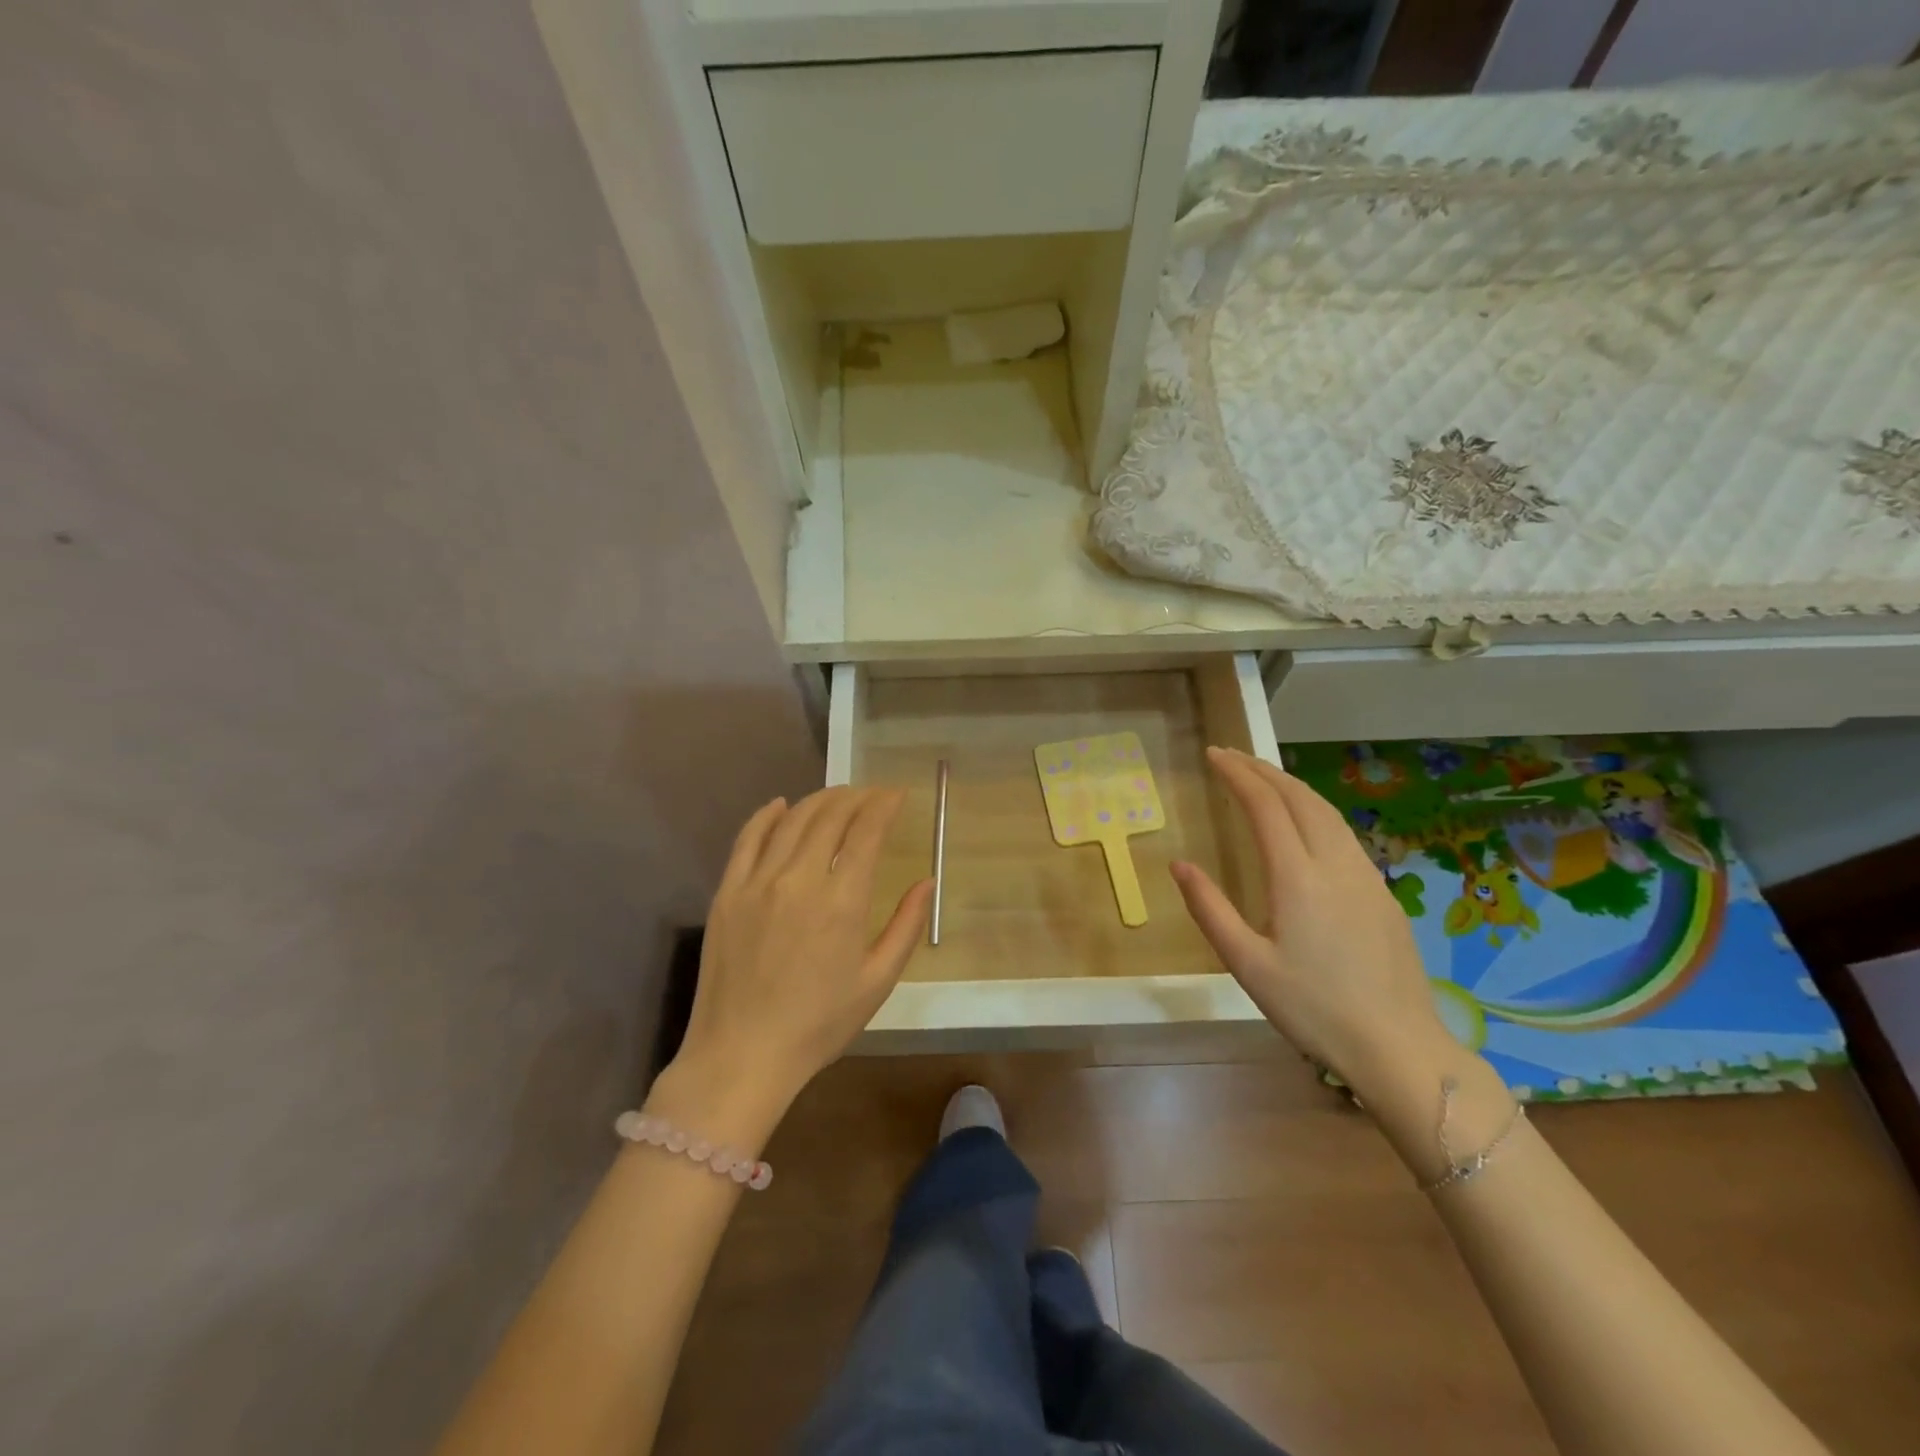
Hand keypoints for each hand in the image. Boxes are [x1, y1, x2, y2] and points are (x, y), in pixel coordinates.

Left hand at [670, 788, 931, 1114]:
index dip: (884, 805)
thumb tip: (927, 881)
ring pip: (792, 820)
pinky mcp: (728, 892)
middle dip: (856, 797)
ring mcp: (758, 882)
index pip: (866, 831)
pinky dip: (766, 815)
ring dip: (819, 800)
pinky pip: (748, 839)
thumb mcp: (877, 982)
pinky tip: (780, 805)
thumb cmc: (819, 1024)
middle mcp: (799, 879)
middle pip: (830, 816)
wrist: (742, 1055)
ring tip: (838, 797)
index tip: (897, 795)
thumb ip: (906, 926)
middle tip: (871, 795)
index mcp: (842, 902)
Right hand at [1171, 748, 1451, 1097]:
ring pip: (1326, 811)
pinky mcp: (1383, 894)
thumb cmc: (1313, 1008)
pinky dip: (1313, 809)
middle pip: (1299, 797)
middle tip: (1231, 756)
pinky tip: (1304, 822)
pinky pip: (1343, 833)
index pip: (1265, 805)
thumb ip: (1209, 909)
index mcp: (1297, 877)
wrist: (1398, 1046)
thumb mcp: (1246, 964)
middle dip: (1262, 769)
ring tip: (1262, 777)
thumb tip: (1180, 864)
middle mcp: (1335, 864)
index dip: (1237, 774)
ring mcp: (1365, 876)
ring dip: (1291, 785)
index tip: (1213, 755)